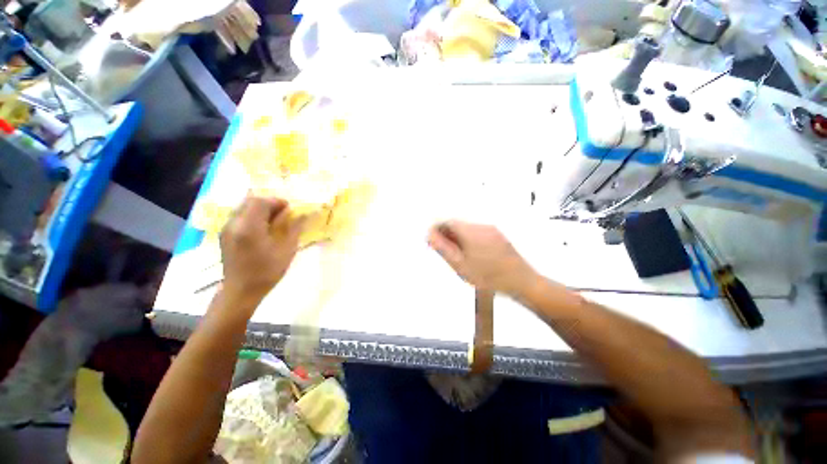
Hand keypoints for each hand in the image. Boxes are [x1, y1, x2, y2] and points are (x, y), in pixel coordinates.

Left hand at [220, 196, 302, 303]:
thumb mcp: (287, 250)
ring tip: (274, 220)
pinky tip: (262, 228)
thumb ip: (294, 228)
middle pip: (249, 201)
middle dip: (268, 203)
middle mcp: (234, 224)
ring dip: (260, 209)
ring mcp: (226, 229)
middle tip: (283, 213)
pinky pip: (239, 216)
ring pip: (243, 207)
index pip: (261, 202)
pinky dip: (252, 216)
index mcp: (249, 227)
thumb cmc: (267, 271)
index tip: (290, 209)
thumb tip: (303, 214)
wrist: (241, 291)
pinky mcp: (224, 235)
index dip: (277, 201)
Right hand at [427, 221, 535, 294]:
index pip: (447, 221)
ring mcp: (492, 230)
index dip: (437, 229)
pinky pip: (478, 232)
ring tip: (457, 254)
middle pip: (458, 224)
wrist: (521, 282)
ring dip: (458, 237)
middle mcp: (481, 227)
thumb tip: (430, 236)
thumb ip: (443, 248)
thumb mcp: (461, 265)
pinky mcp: (498, 235)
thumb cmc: (490, 277)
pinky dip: (469, 239)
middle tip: (442, 249)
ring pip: (467, 228)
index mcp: (471, 232)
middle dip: (447, 233)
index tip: (431, 239)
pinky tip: (471, 254)